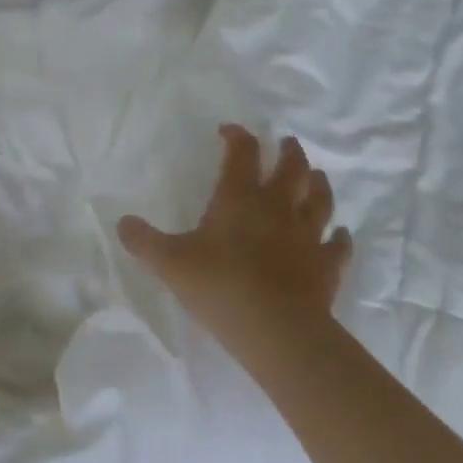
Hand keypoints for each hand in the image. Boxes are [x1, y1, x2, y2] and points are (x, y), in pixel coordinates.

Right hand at [117, 125, 352, 363]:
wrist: (276, 330)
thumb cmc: (220, 286)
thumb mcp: (170, 263)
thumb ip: (144, 241)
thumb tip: (122, 222)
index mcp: (240, 198)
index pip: (242, 153)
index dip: (237, 137)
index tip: (229, 131)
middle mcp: (278, 207)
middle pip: (291, 168)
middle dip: (288, 152)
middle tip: (287, 143)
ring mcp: (307, 235)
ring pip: (319, 199)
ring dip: (318, 184)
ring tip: (315, 176)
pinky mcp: (327, 265)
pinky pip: (339, 245)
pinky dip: (340, 237)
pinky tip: (340, 234)